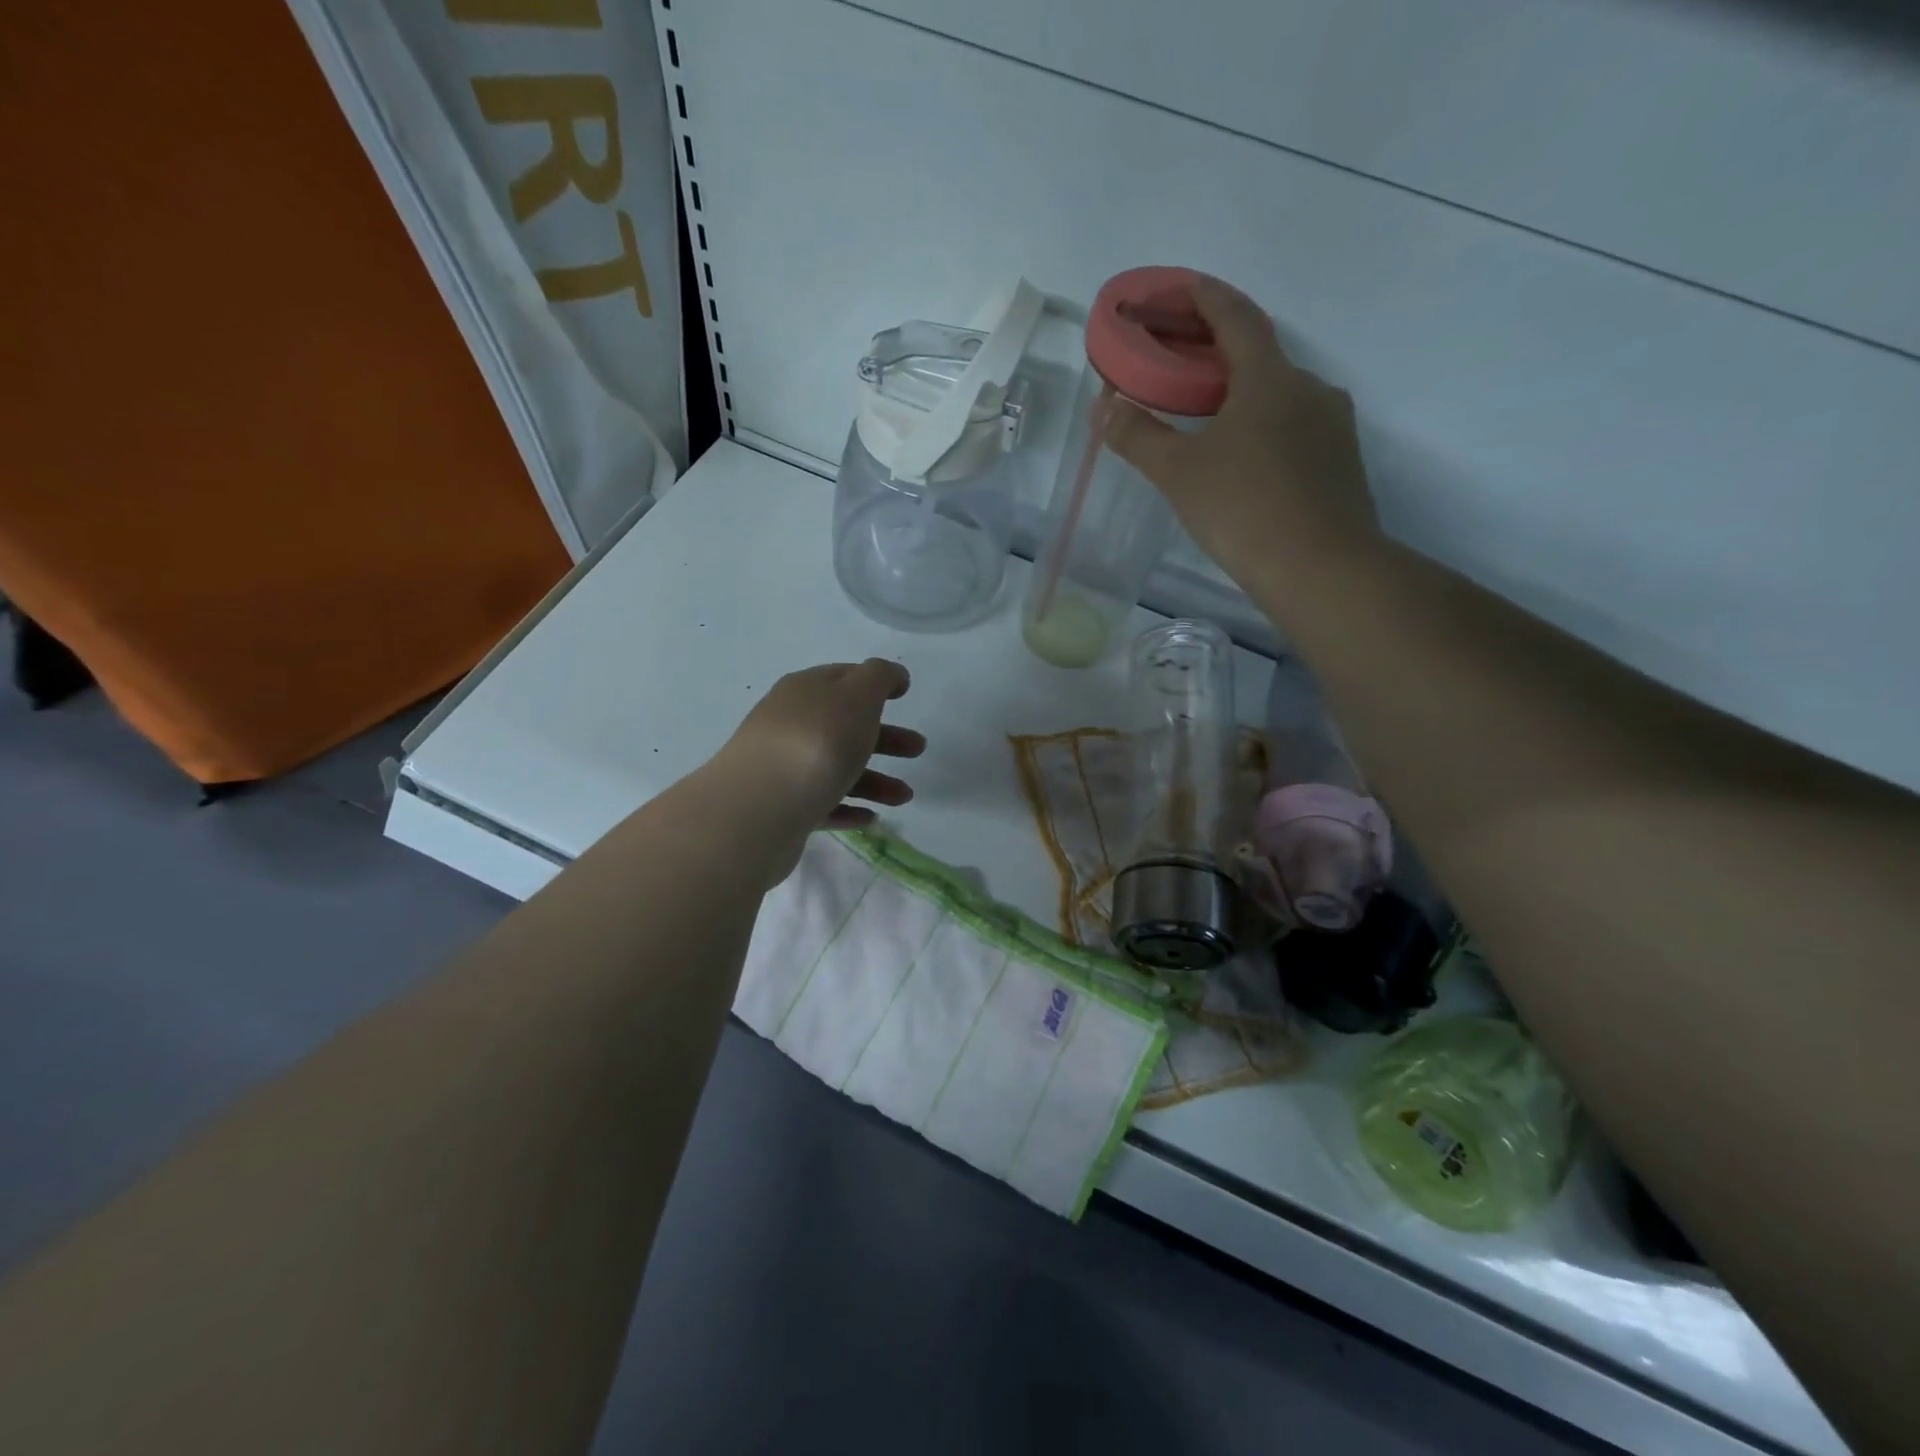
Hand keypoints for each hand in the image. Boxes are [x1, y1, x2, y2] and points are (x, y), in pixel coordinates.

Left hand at [716, 659, 924, 842]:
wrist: (760, 808)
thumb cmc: (817, 742)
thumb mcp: (857, 695)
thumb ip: (880, 677)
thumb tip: (892, 676)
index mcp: (805, 691)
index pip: (843, 678)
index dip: (874, 683)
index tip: (904, 695)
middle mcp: (790, 724)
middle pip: (844, 726)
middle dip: (884, 737)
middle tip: (918, 750)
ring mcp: (782, 768)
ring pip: (836, 768)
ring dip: (875, 780)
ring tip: (904, 798)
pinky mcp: (782, 808)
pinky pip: (822, 803)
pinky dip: (848, 807)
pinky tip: (870, 819)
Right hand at [1104, 278, 1381, 599]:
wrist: (1322, 569)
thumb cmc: (1243, 509)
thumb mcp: (1178, 473)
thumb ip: (1139, 437)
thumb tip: (1106, 409)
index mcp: (1270, 378)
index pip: (1234, 316)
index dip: (1201, 297)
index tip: (1174, 289)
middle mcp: (1309, 388)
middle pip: (1259, 353)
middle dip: (1215, 349)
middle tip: (1178, 358)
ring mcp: (1332, 426)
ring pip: (1279, 394)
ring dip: (1242, 391)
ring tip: (1207, 413)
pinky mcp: (1340, 463)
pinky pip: (1294, 427)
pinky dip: (1263, 424)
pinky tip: (1242, 456)